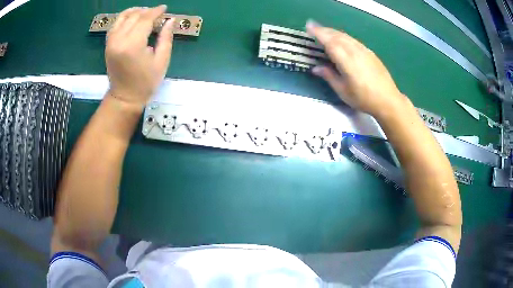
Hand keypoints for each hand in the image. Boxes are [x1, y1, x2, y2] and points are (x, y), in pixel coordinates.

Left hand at [105, 5, 174, 109]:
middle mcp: (119, 40)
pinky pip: (115, 25)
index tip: (165, 8)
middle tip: (158, 14)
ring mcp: (111, 42)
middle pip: (134, 16)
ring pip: (123, 17)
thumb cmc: (145, 82)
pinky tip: (132, 18)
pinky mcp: (108, 45)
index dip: (156, 12)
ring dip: (135, 12)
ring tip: (145, 13)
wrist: (124, 97)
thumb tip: (170, 20)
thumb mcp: (161, 61)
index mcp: (133, 45)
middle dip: (148, 12)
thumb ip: (166, 37)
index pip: (145, 19)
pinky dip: (124, 18)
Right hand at [306, 20, 405, 117]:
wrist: (388, 100)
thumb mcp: (343, 91)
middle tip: (313, 27)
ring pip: (346, 36)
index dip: (318, 33)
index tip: (308, 27)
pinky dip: (344, 36)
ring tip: (325, 31)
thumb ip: (329, 76)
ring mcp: (364, 51)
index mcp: (346, 61)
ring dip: (333, 32)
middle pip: (337, 36)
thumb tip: (316, 68)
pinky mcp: (370, 53)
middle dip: (324, 30)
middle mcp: (355, 51)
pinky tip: (342, 39)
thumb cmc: (364, 99)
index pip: (329, 42)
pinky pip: (353, 40)